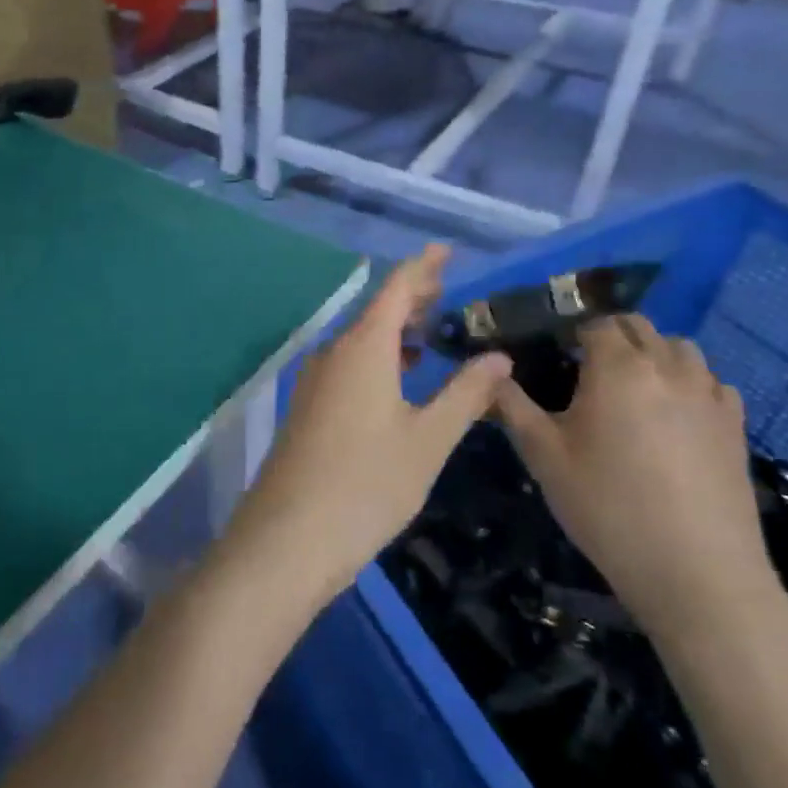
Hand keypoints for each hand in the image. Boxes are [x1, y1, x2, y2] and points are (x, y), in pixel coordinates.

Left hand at [223, 246, 512, 609]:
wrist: (289, 536)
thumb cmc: (367, 484)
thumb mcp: (428, 440)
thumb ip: (465, 394)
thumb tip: (498, 356)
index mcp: (363, 348)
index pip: (395, 289)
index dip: (422, 267)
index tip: (444, 251)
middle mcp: (333, 354)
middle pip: (375, 312)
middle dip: (411, 299)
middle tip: (448, 295)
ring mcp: (314, 382)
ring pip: (359, 341)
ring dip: (394, 332)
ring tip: (431, 336)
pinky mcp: (307, 408)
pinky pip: (347, 366)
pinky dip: (377, 358)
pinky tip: (397, 381)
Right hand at [493, 314, 785, 649]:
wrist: (696, 571)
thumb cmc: (607, 507)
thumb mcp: (543, 457)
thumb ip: (512, 406)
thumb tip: (490, 373)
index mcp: (618, 368)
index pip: (594, 322)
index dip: (569, 332)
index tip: (550, 355)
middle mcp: (668, 367)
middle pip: (638, 327)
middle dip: (608, 336)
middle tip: (582, 371)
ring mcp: (709, 394)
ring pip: (679, 348)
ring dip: (650, 354)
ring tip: (629, 390)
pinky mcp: (735, 424)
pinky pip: (709, 381)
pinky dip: (686, 382)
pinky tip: (671, 416)